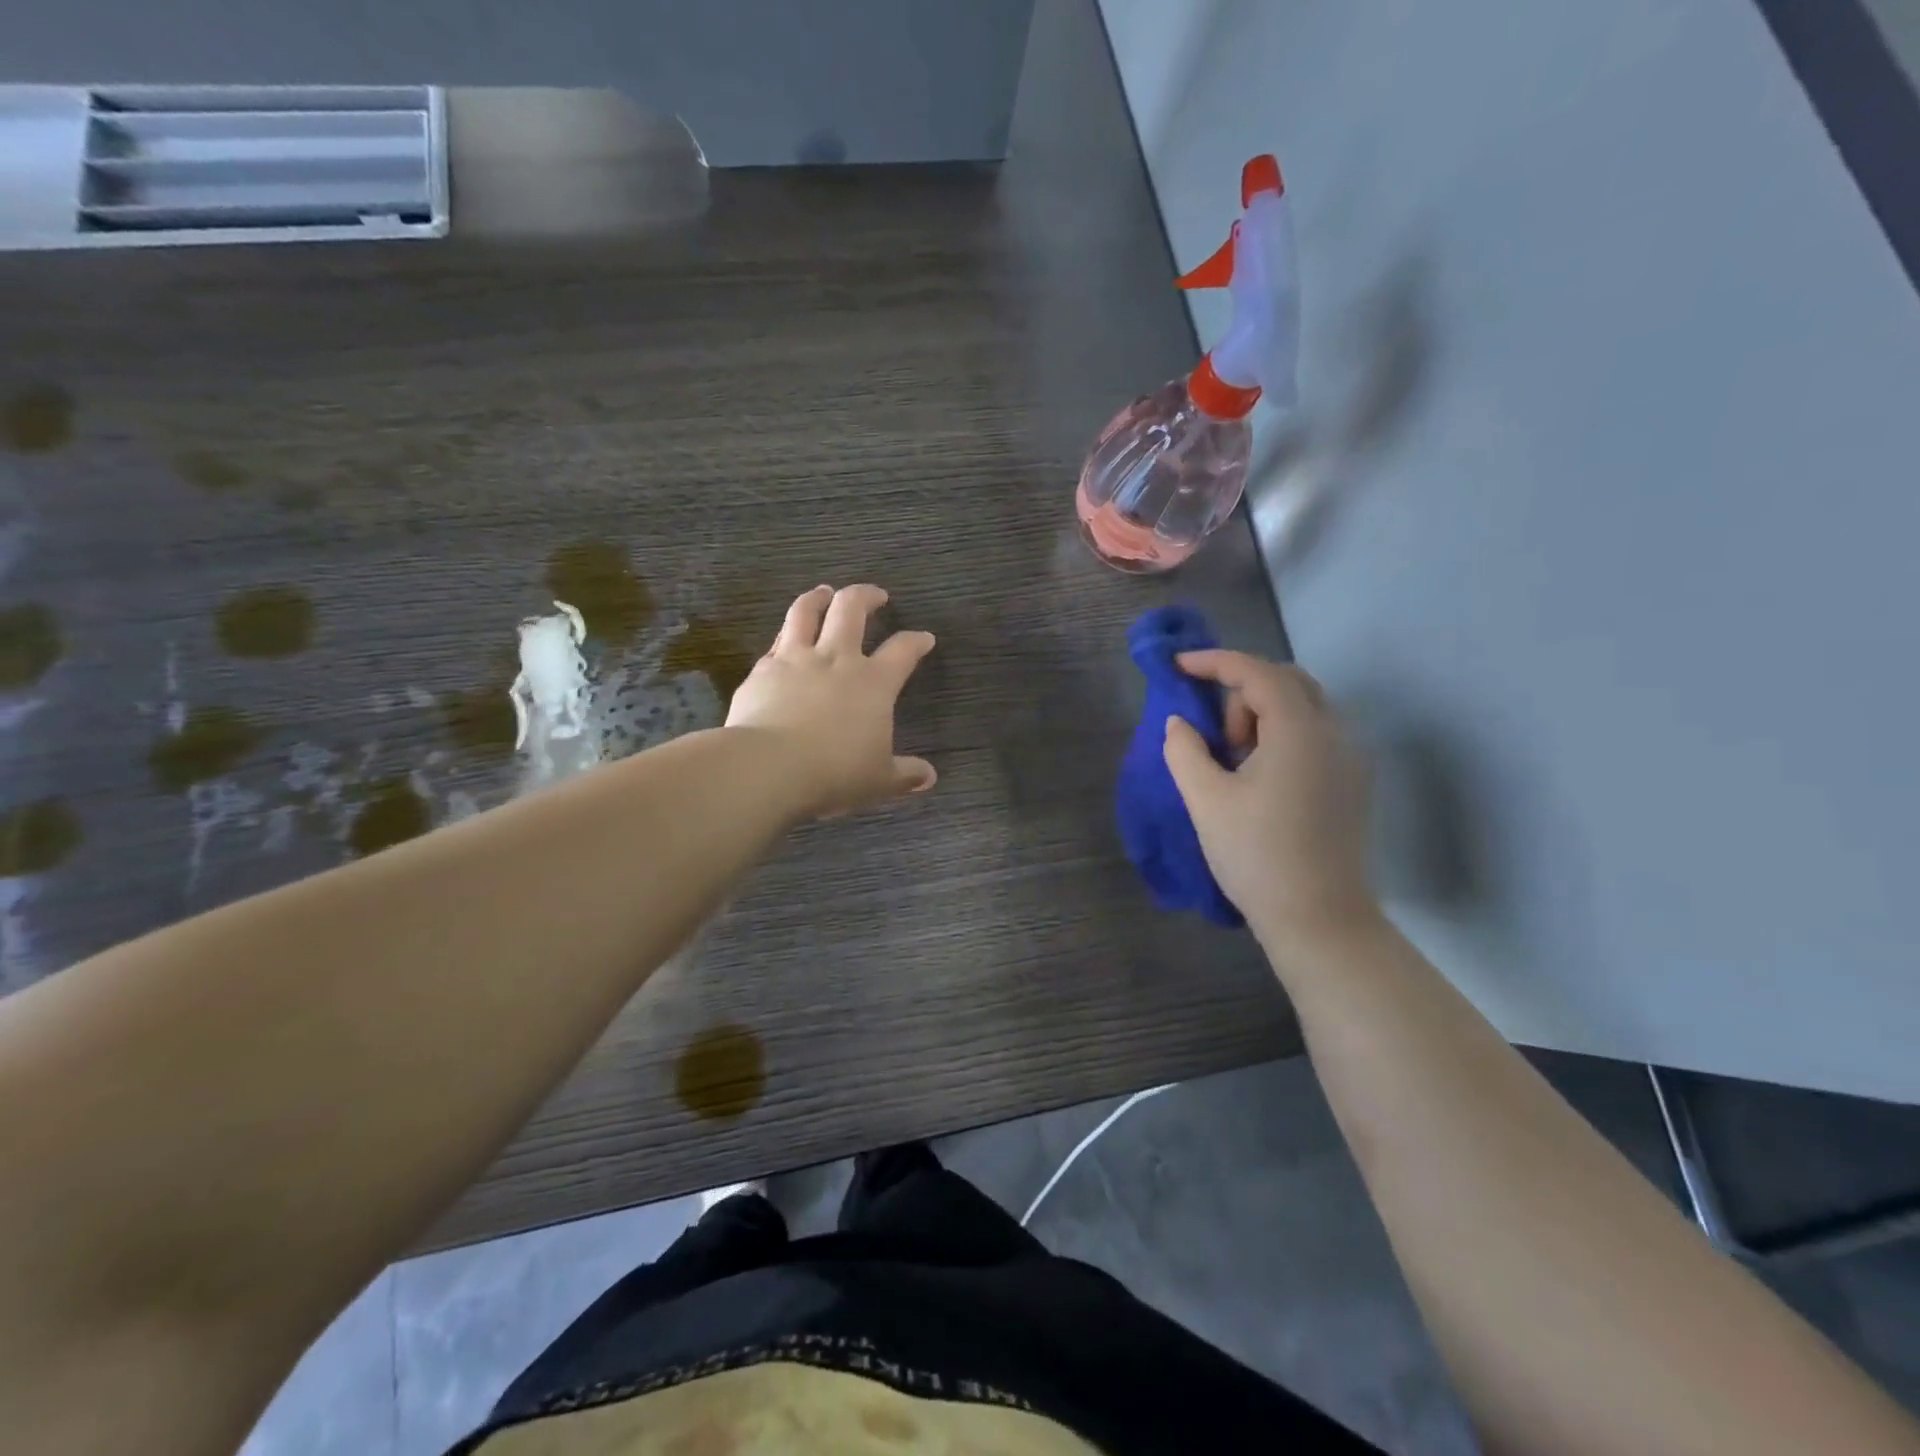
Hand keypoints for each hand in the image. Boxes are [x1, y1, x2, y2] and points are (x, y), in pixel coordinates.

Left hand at [726, 584, 936, 819]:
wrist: (768, 767)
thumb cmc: (834, 773)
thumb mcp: (879, 780)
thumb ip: (905, 775)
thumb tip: (928, 777)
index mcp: (873, 683)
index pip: (902, 651)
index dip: (916, 641)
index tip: (924, 638)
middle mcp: (836, 659)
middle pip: (852, 608)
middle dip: (866, 596)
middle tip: (875, 595)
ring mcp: (795, 659)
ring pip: (806, 611)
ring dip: (818, 597)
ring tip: (824, 592)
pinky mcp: (762, 670)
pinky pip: (776, 642)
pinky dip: (785, 635)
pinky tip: (785, 640)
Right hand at [1161, 651, 1377, 950]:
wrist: (1319, 919)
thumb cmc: (1257, 856)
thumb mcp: (1206, 800)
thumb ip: (1185, 750)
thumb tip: (1179, 722)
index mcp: (1300, 730)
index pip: (1257, 672)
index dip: (1214, 662)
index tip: (1178, 667)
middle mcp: (1335, 733)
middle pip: (1287, 681)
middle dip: (1242, 692)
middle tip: (1217, 737)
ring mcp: (1351, 758)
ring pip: (1305, 706)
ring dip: (1264, 714)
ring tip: (1236, 761)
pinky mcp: (1354, 782)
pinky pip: (1316, 734)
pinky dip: (1283, 734)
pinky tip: (1262, 776)